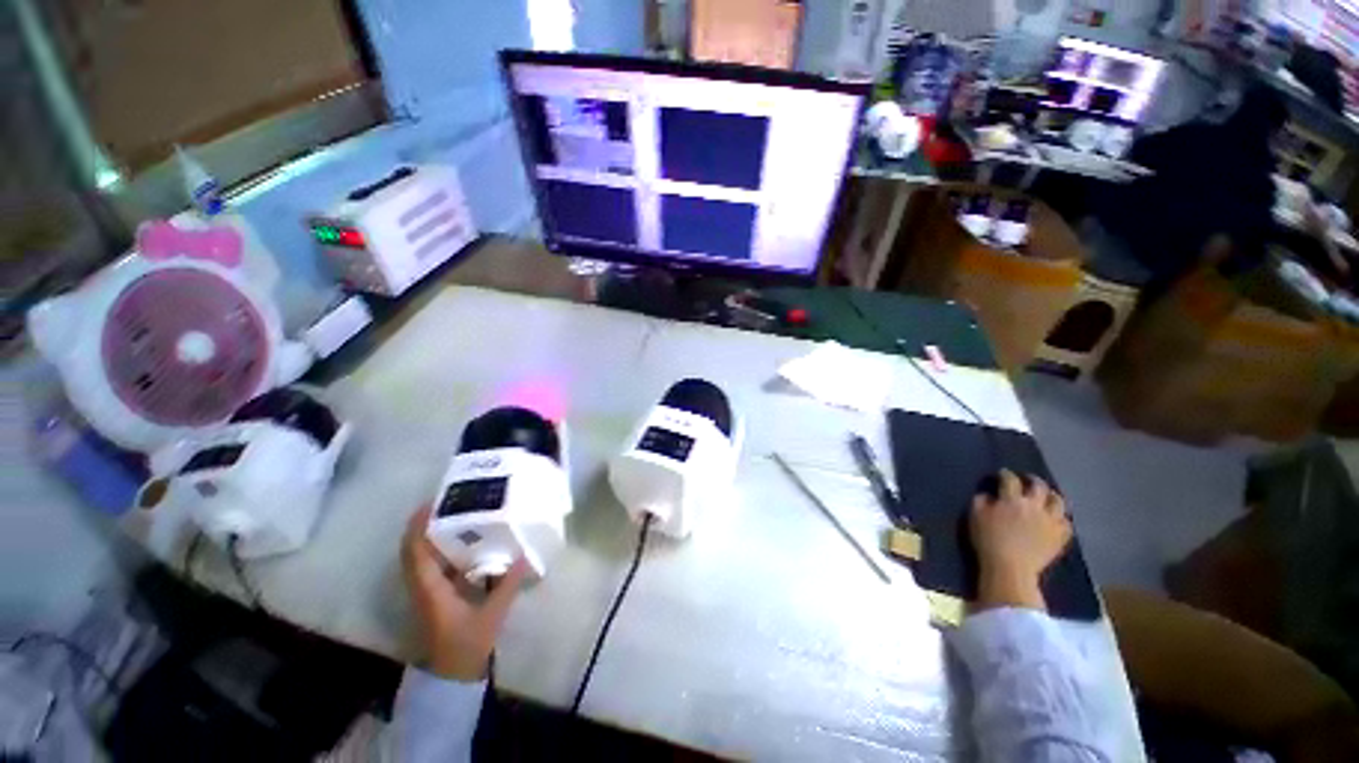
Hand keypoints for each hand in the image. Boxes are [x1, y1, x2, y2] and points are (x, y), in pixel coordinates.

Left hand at [402, 506, 527, 680]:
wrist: (450, 678)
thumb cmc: (465, 647)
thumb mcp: (490, 616)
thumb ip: (507, 586)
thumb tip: (525, 556)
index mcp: (430, 589)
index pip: (415, 552)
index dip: (418, 527)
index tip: (432, 503)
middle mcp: (422, 587)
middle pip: (412, 550)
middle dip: (422, 525)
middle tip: (447, 503)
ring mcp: (426, 593)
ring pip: (419, 557)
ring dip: (428, 535)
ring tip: (454, 516)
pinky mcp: (433, 597)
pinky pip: (429, 566)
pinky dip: (438, 550)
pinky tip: (462, 543)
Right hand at [970, 470, 1071, 611]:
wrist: (1010, 568)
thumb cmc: (988, 540)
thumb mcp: (974, 516)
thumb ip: (980, 500)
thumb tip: (988, 495)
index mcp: (1011, 500)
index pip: (1010, 479)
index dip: (1005, 474)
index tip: (1001, 474)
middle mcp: (1034, 506)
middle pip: (1039, 486)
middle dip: (1032, 480)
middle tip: (1027, 480)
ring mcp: (1050, 521)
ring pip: (1058, 501)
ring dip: (1052, 496)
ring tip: (1046, 497)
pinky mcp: (1060, 536)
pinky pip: (1066, 522)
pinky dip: (1061, 517)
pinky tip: (1055, 519)